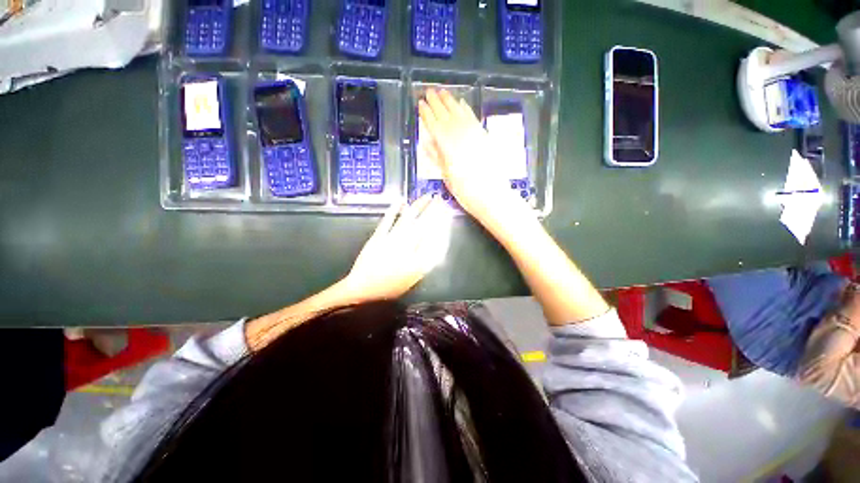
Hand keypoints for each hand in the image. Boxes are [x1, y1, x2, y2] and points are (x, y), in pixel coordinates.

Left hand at [340, 195, 450, 303]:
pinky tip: (401, 201)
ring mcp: (391, 240)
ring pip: (408, 220)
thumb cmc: (391, 286)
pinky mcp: (378, 236)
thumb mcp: (414, 278)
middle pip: (422, 225)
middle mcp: (406, 246)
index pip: (432, 237)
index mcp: (417, 259)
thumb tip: (438, 244)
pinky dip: (394, 209)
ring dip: (418, 206)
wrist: (364, 289)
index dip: (441, 222)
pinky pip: (388, 220)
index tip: (446, 212)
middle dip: (432, 210)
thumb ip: (427, 261)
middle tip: (439, 198)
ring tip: (426, 196)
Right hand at [418, 88, 528, 224]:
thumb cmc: (465, 191)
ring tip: (442, 92)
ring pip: (459, 112)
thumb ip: (437, 157)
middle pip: (446, 115)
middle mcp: (460, 135)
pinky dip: (466, 109)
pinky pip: (473, 117)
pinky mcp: (484, 135)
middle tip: (429, 91)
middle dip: (436, 103)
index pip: (434, 125)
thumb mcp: (447, 176)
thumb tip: (427, 142)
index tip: (420, 104)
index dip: (426, 114)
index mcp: (447, 146)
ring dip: (450, 101)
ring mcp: (473, 133)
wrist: (491, 195)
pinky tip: (461, 103)